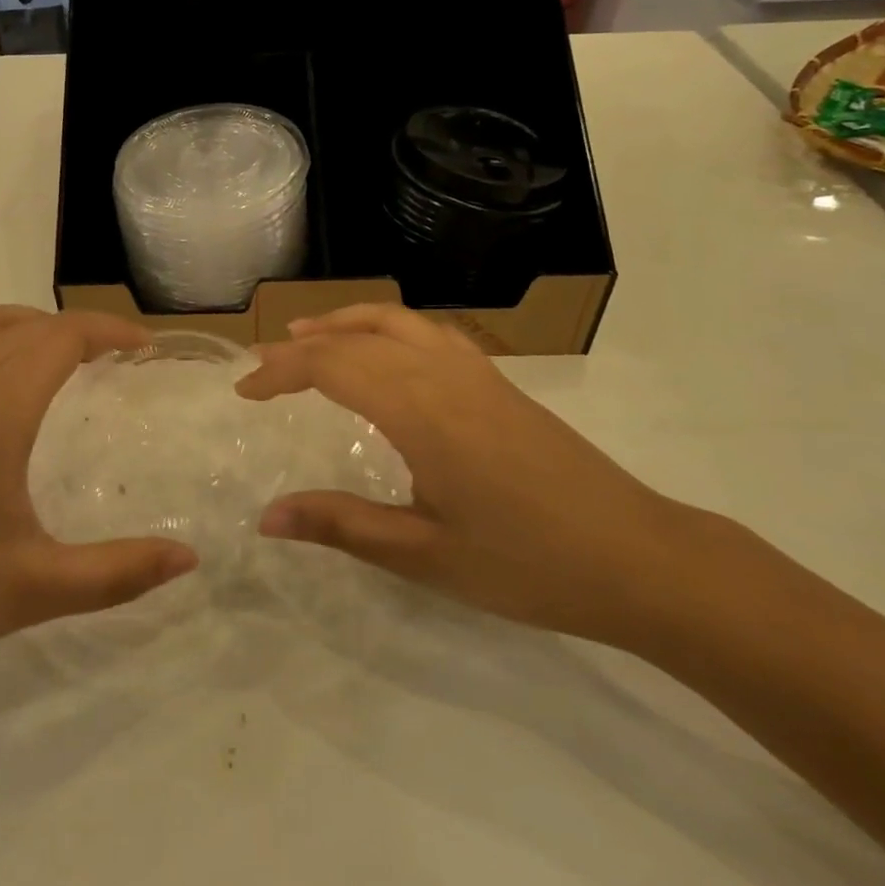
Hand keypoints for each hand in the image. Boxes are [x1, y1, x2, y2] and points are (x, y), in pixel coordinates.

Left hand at [0, 307, 197, 691]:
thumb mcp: (33, 589)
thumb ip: (117, 573)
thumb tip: (188, 558)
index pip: (64, 336)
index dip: (110, 329)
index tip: (143, 347)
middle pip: (29, 326)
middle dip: (79, 330)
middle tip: (114, 360)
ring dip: (28, 325)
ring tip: (56, 354)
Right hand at [236, 304, 692, 643]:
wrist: (640, 558)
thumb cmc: (529, 564)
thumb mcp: (425, 555)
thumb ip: (342, 525)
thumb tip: (267, 517)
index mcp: (420, 411)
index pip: (332, 366)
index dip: (280, 372)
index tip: (244, 391)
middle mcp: (444, 374)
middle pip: (357, 336)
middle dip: (302, 346)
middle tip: (262, 365)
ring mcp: (476, 372)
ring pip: (396, 321)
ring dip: (345, 323)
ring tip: (309, 336)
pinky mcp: (499, 382)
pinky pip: (429, 333)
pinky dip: (388, 328)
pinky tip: (384, 353)